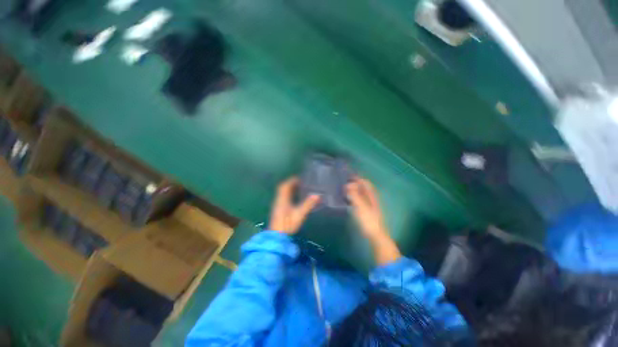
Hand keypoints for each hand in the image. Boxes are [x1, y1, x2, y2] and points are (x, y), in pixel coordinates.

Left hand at [268, 177, 320, 234]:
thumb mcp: (299, 214)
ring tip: (298, 188)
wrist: (276, 236)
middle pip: (283, 188)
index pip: (285, 186)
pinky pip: (282, 197)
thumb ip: (308, 204)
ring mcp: (277, 205)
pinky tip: (294, 198)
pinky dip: (288, 194)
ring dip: (289, 189)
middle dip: (290, 183)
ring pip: (282, 193)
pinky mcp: (278, 210)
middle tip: (300, 182)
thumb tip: (317, 195)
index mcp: (282, 199)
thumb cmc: (288, 224)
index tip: (299, 178)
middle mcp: (278, 200)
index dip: (291, 180)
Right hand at [346, 177, 400, 264]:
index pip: (365, 182)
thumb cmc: (368, 220)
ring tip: (343, 188)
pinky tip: (347, 199)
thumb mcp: (361, 206)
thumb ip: (354, 195)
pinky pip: (359, 200)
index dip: (357, 178)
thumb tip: (348, 184)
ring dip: (354, 189)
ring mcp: (369, 205)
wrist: (376, 235)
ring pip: (361, 193)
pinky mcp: (366, 211)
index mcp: (371, 195)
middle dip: (355, 183)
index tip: (348, 174)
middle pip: (363, 187)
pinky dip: (353, 196)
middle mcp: (371, 198)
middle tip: (344, 181)